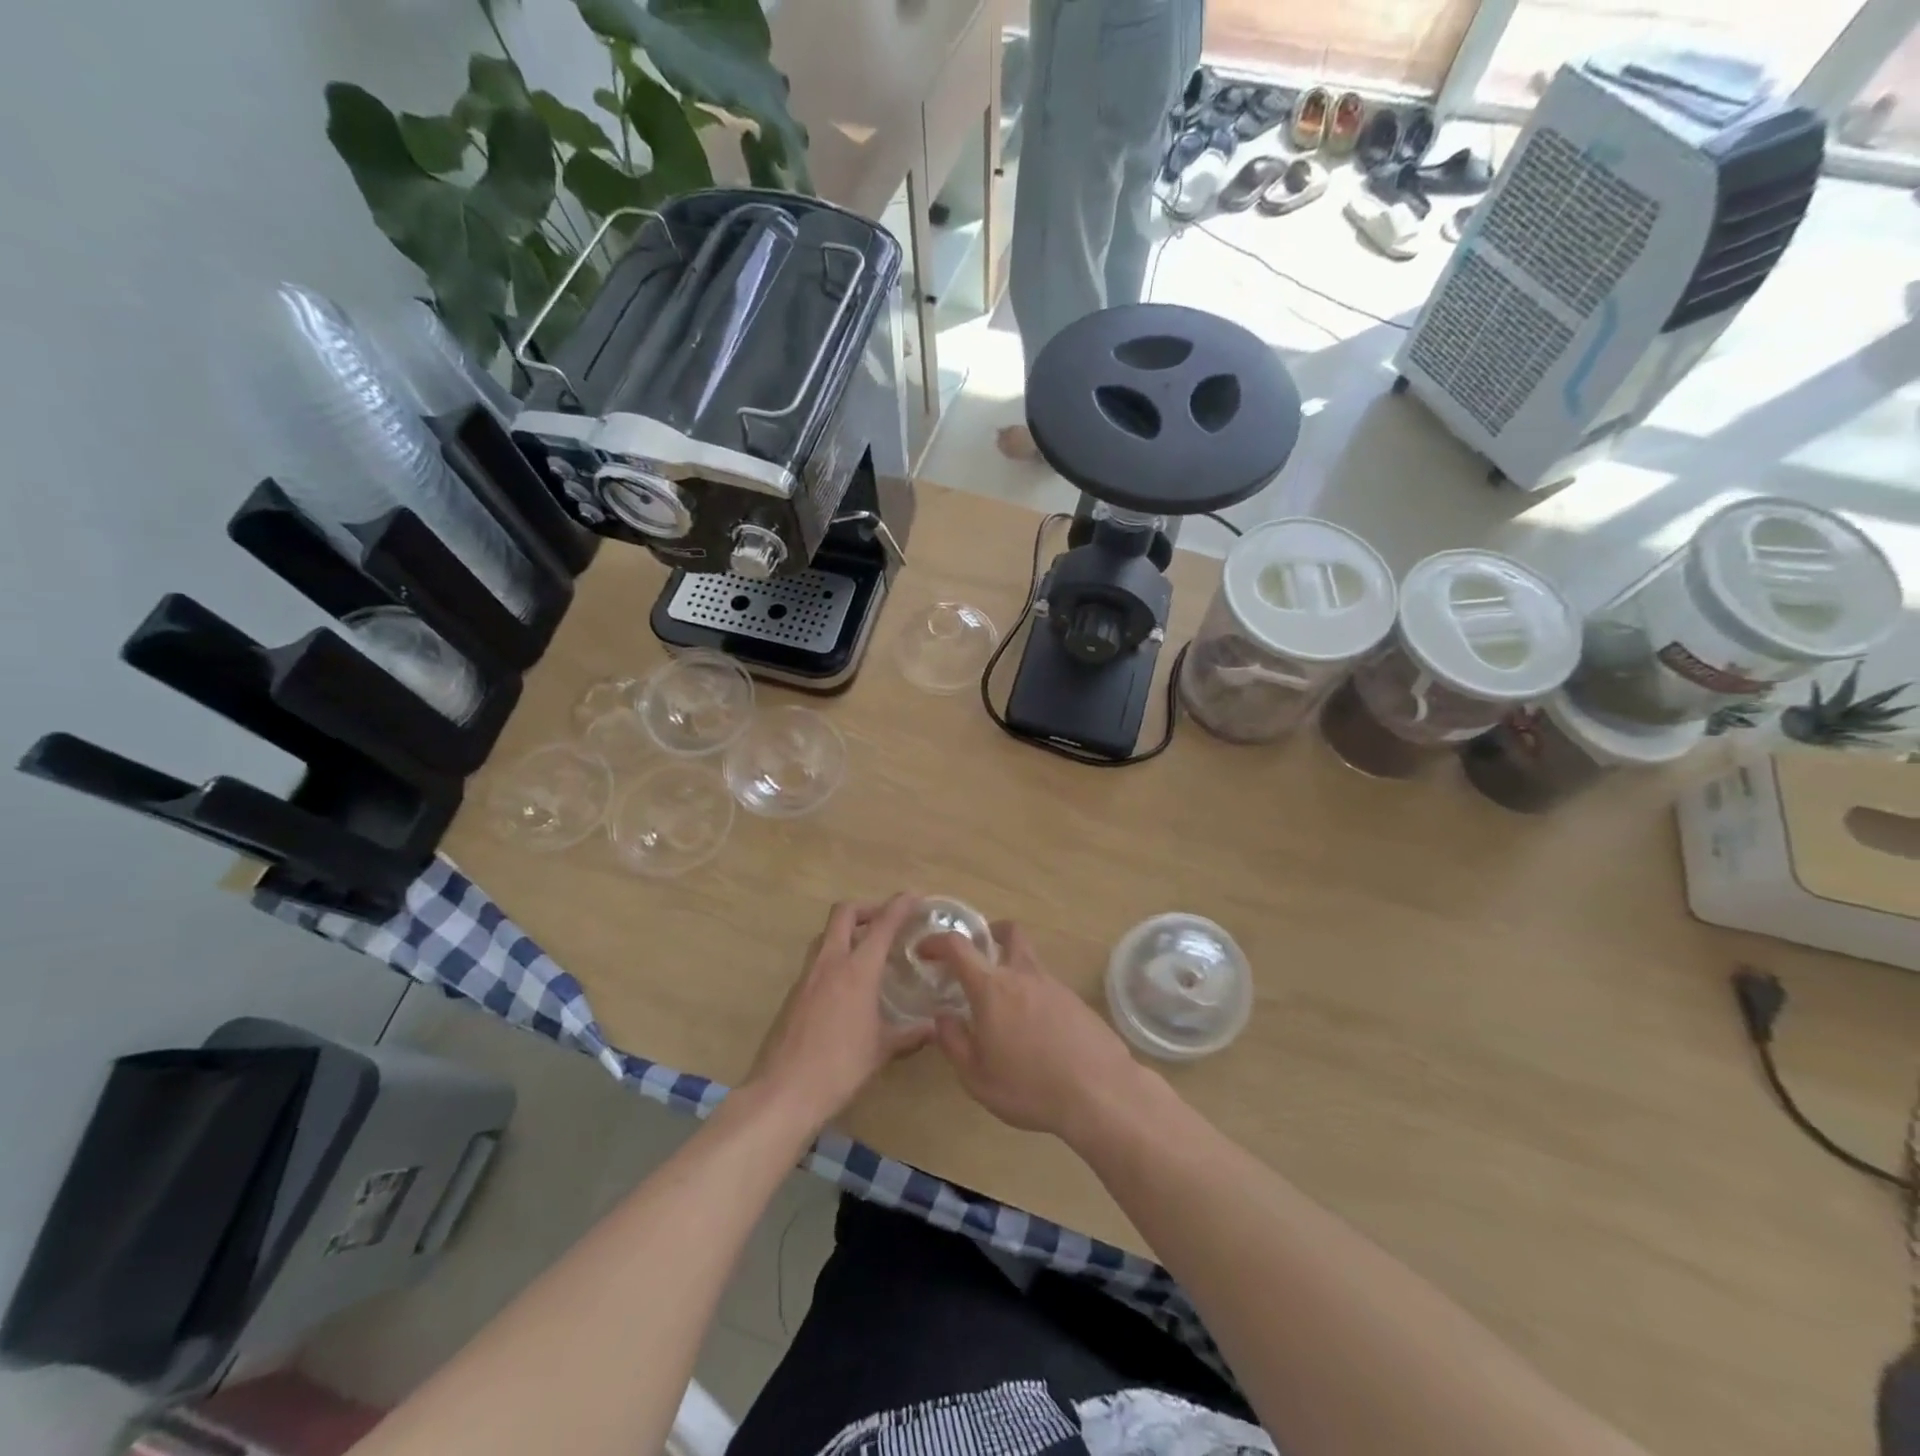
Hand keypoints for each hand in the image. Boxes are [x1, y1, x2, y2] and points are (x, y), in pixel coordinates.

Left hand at [747, 895, 931, 1132]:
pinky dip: (834, 957)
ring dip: (847, 931)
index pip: (882, 924)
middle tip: (886, 920)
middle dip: (867, 908)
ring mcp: (807, 976)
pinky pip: (816, 961)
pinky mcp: (793, 994)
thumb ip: (910, 1034)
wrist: (784, 1092)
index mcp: (857, 970)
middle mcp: (830, 963)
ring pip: (826, 935)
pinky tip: (846, 984)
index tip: (914, 896)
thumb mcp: (882, 1050)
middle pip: (844, 913)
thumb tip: (934, 1028)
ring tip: (867, 950)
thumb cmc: (840, 1067)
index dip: (900, 905)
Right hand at [922, 922, 1148, 1144]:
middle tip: (978, 955)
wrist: (1099, 1092)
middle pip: (1009, 932)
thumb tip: (943, 1017)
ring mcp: (1055, 985)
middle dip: (990, 933)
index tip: (924, 950)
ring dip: (1013, 970)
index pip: (959, 947)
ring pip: (1029, 961)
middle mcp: (1023, 975)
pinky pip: (1048, 987)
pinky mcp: (1077, 1002)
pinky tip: (1035, 1032)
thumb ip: (954, 1043)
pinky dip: (1034, 996)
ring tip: (1005, 1010)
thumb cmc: (1029, 1087)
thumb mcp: (977, 1077)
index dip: (937, 941)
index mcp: (992, 988)